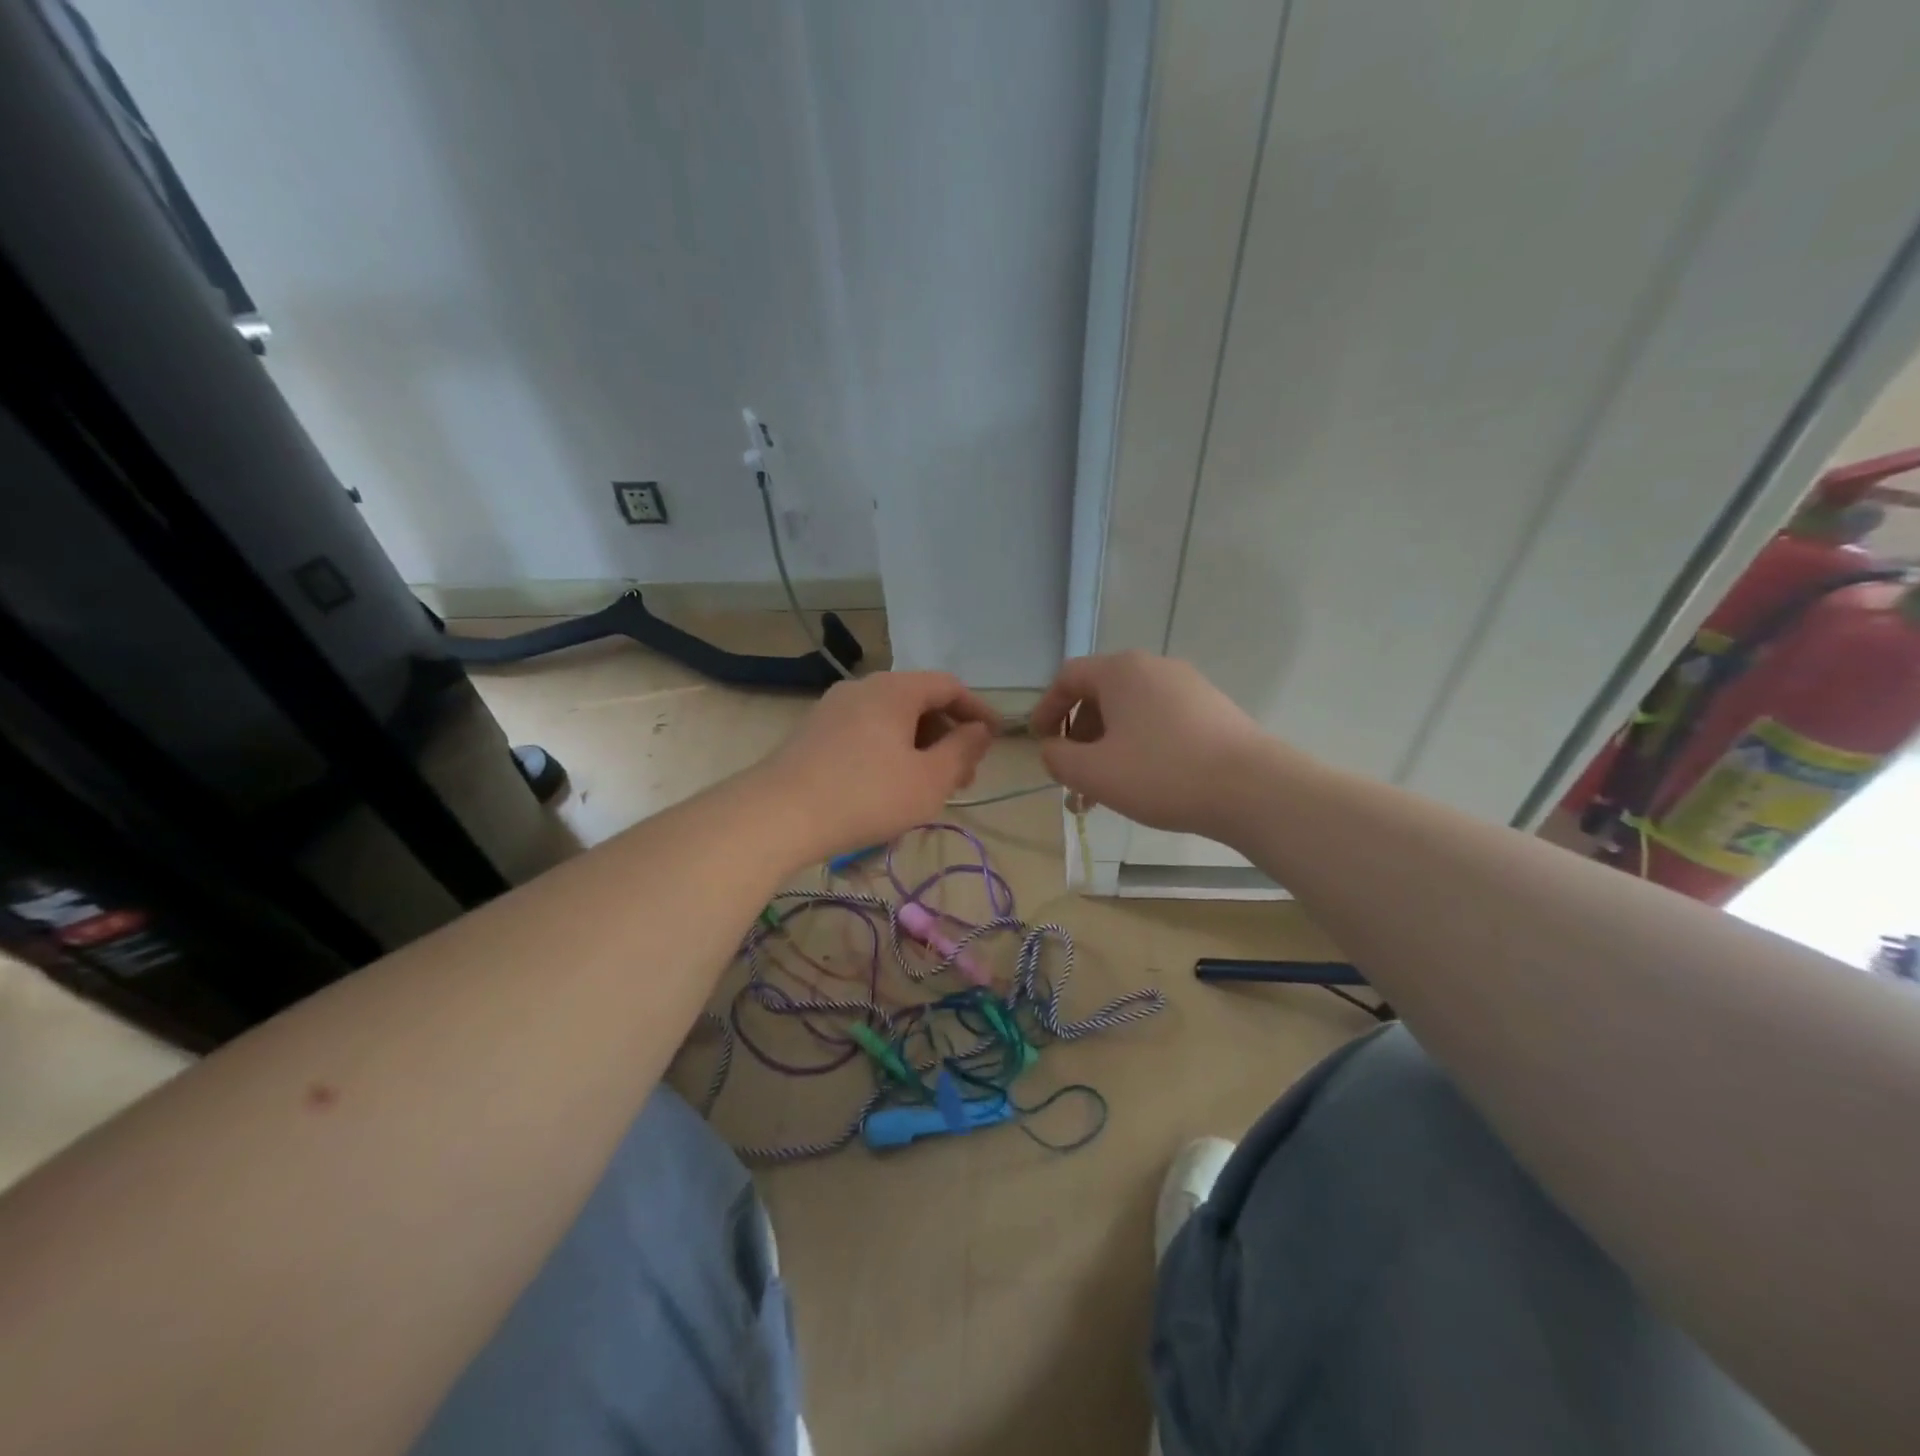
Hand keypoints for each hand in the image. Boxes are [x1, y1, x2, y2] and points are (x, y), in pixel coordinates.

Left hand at [758, 672, 1000, 858]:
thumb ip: (962, 751)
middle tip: (963, 777)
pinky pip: (866, 732)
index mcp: (895, 689)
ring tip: (929, 786)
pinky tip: (890, 785)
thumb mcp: (929, 780)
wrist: (777, 815)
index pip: (949, 686)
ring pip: (891, 719)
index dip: (977, 710)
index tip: (994, 739)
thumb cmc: (865, 795)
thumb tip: (981, 731)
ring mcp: (834, 708)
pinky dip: (890, 750)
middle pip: (919, 701)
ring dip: (919, 747)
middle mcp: (863, 687)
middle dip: (948, 735)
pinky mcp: (814, 732)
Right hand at [1030, 651, 1272, 835]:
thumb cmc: (1162, 773)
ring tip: (1104, 791)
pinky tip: (1143, 783)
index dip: (1046, 709)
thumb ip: (1058, 758)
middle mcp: (1154, 667)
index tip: (1040, 743)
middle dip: (1079, 737)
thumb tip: (1053, 749)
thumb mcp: (1094, 772)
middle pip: (1100, 695)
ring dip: (1107, 747)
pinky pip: (1159, 721)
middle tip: (1073, 776)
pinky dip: (1139, 746)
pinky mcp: (1212, 709)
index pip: (1068, 677)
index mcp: (1121, 671)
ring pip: (1130, 713)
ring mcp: (1188, 686)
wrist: (1253, 788)